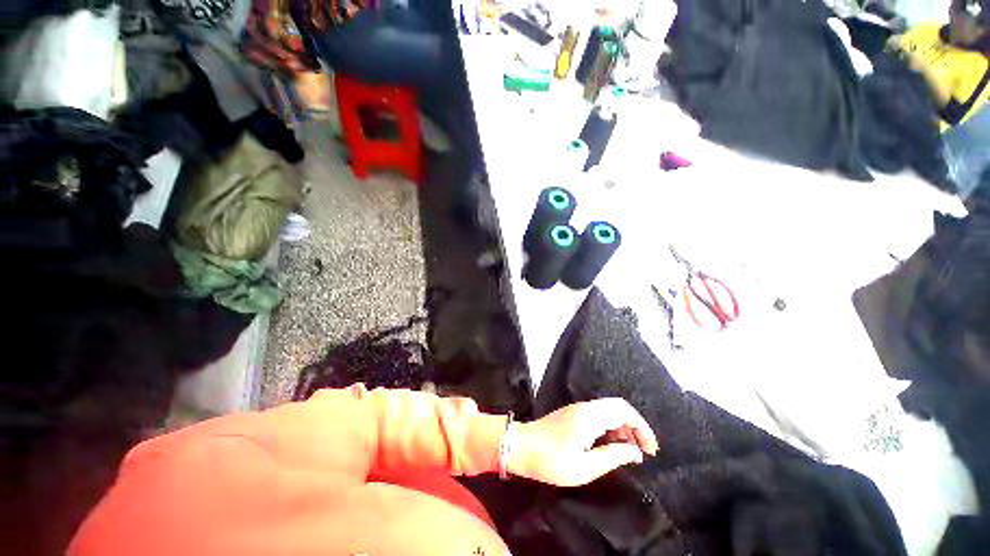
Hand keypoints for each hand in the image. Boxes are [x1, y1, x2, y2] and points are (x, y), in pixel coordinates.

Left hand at [506, 398, 658, 486]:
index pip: (623, 411)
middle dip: (634, 426)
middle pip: (617, 407)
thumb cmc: (551, 460)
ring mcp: (577, 409)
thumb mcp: (584, 467)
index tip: (651, 450)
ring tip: (628, 451)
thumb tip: (635, 452)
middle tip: (642, 451)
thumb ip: (612, 457)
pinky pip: (598, 414)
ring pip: (608, 410)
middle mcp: (585, 407)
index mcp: (589, 417)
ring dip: (622, 427)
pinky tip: (610, 444)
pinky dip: (610, 427)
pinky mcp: (572, 414)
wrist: (520, 446)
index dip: (641, 428)